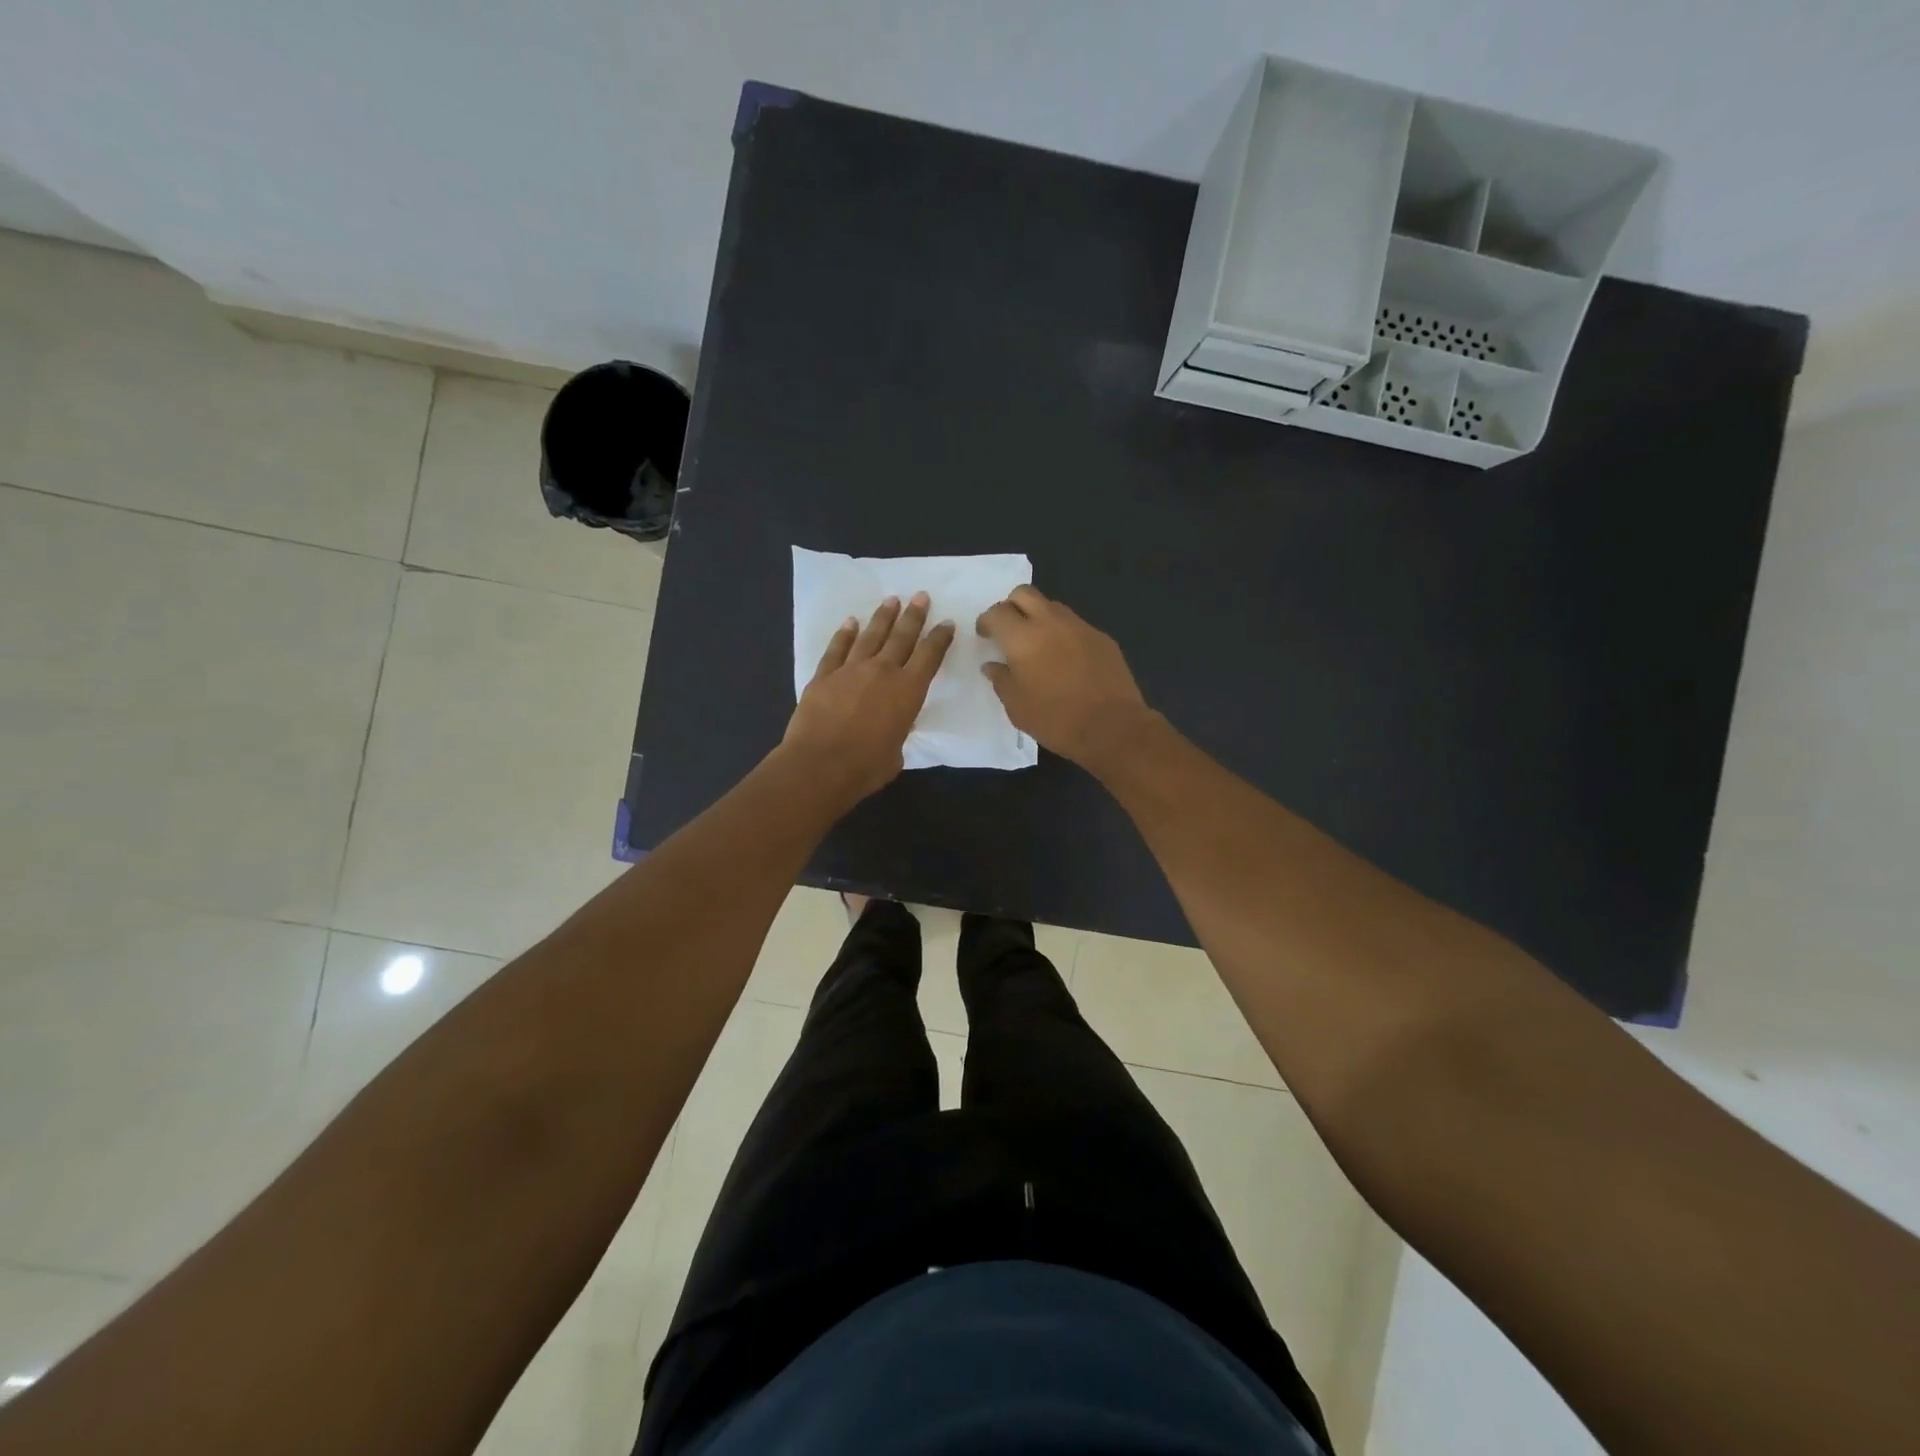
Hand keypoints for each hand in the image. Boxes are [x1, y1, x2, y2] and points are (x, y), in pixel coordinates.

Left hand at [782, 592, 954, 803]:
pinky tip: (851, 622)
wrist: (820, 766)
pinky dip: (845, 634)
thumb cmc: (866, 767)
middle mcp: (882, 672)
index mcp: (908, 691)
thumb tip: (890, 727)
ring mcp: (850, 670)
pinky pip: (837, 649)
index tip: (947, 623)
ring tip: (892, 600)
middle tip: (921, 596)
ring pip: (870, 636)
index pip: (929, 656)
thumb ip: (897, 732)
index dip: (940, 638)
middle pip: (901, 637)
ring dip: (882, 617)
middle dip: (913, 616)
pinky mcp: (823, 676)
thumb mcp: (897, 752)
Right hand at [976, 585, 1151, 768]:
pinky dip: (1063, 634)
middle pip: (1024, 593)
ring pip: (1052, 606)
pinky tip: (1066, 660)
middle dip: (1011, 606)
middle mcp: (1050, 623)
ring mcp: (1080, 627)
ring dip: (1039, 617)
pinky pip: (1075, 625)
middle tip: (1009, 630)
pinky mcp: (1102, 638)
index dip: (986, 621)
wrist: (1112, 727)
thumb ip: (1001, 680)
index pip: (997, 612)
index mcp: (1022, 638)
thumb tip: (993, 665)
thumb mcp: (1017, 707)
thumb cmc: (1056, 720)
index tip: (985, 635)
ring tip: (1038, 645)